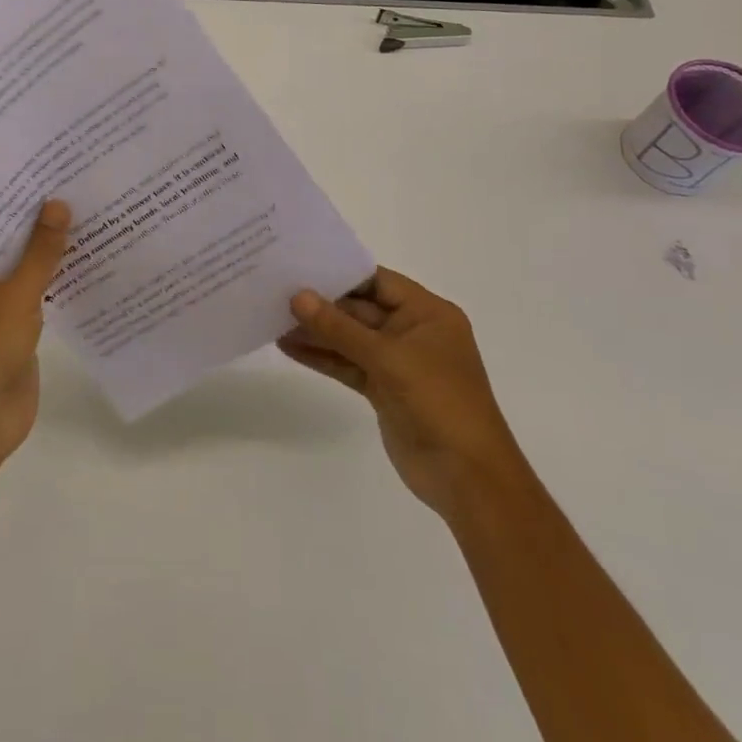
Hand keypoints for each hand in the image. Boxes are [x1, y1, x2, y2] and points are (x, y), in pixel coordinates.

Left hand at [0, 201, 70, 472]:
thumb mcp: (15, 295)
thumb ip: (40, 251)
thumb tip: (58, 204)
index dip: (20, 200)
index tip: (52, 174)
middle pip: (11, 245)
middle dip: (42, 225)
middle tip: (81, 190)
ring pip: (27, 271)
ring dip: (54, 254)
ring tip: (93, 218)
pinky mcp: (15, 331)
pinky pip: (39, 296)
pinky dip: (59, 283)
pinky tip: (92, 264)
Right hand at [278, 268, 523, 521]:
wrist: (467, 477)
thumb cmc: (438, 401)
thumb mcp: (387, 358)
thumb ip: (339, 327)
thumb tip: (298, 296)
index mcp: (428, 313)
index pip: (378, 281)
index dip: (340, 273)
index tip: (300, 263)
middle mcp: (413, 332)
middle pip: (361, 309)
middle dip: (322, 305)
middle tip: (277, 292)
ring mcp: (398, 363)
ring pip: (351, 339)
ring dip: (317, 332)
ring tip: (273, 319)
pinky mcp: (385, 391)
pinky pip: (349, 365)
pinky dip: (323, 357)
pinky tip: (290, 348)